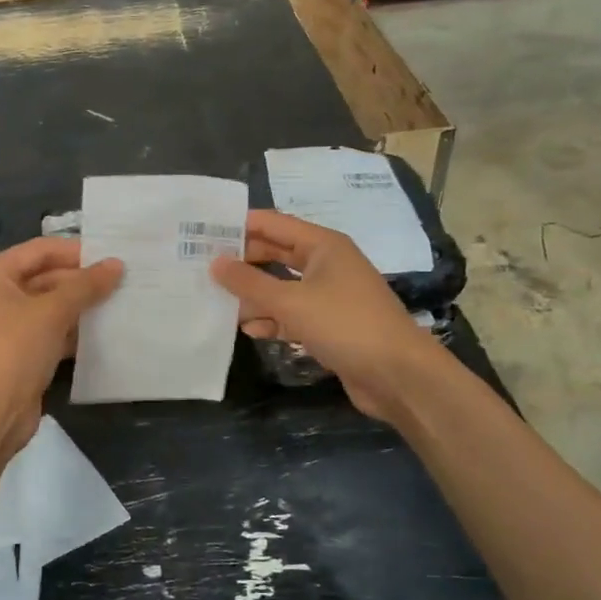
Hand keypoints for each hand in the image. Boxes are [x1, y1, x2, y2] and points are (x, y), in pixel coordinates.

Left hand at [0, 238, 122, 455]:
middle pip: (46, 277)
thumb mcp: (51, 312)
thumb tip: (116, 264)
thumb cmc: (11, 351)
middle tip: (126, 282)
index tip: (115, 256)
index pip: (41, 250)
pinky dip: (73, 333)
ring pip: (50, 308)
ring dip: (81, 308)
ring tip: (122, 304)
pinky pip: (50, 334)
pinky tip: (104, 335)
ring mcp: (4, 327)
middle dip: (83, 281)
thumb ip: (85, 286)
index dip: (78, 251)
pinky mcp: (17, 355)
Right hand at [212, 210, 440, 421]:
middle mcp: (326, 264)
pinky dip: (272, 319)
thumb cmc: (346, 325)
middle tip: (201, 268)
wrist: (398, 375)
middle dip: (242, 262)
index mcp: (322, 245)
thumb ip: (250, 283)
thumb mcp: (292, 302)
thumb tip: (215, 263)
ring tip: (217, 302)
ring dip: (254, 295)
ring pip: (281, 287)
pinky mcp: (329, 325)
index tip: (201, 231)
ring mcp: (328, 296)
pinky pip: (292, 314)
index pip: (273, 224)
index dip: (239, 225)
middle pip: (275, 255)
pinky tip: (250, 329)